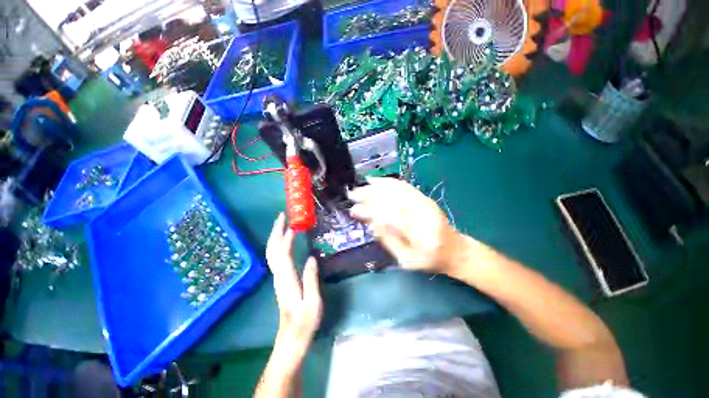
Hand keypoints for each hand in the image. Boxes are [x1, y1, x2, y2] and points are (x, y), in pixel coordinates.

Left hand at [265, 213, 321, 354]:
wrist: (291, 338)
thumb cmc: (304, 322)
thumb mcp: (313, 302)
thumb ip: (311, 279)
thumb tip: (311, 257)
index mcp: (286, 280)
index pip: (282, 254)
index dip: (285, 238)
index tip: (292, 223)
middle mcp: (278, 276)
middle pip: (272, 250)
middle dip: (276, 231)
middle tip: (282, 216)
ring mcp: (278, 277)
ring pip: (272, 253)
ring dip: (276, 236)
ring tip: (283, 223)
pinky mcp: (281, 279)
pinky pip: (276, 257)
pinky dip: (279, 245)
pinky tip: (285, 240)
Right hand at [348, 177, 463, 273]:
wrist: (455, 249)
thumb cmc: (430, 260)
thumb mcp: (407, 260)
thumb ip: (389, 241)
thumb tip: (370, 223)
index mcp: (422, 236)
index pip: (393, 218)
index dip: (371, 212)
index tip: (354, 210)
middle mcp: (426, 215)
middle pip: (395, 199)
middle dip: (370, 195)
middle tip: (353, 195)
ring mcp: (426, 203)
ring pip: (398, 189)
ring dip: (376, 187)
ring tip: (360, 187)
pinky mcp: (425, 198)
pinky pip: (404, 186)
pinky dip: (388, 182)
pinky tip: (376, 181)